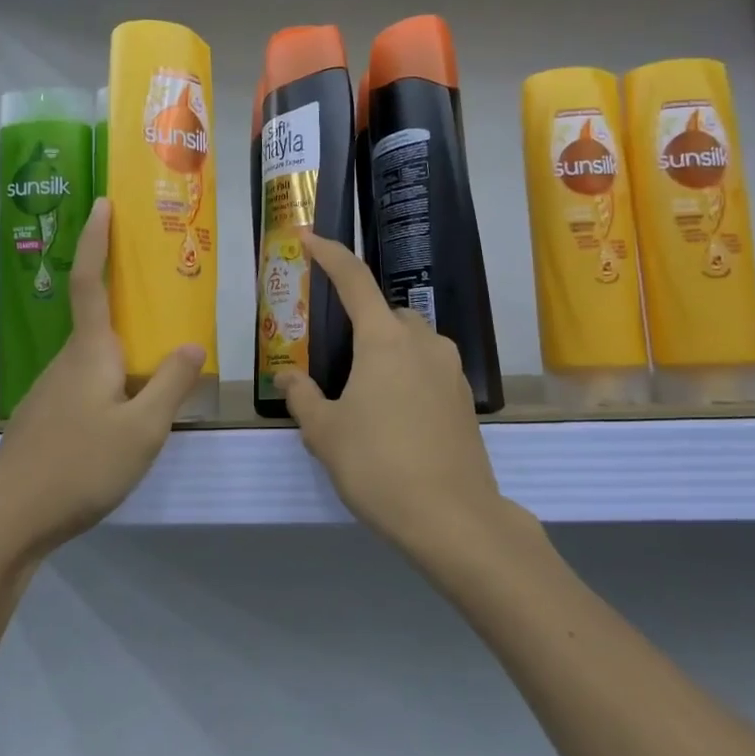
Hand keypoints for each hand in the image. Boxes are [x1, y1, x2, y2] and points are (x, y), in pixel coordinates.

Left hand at [0, 199, 205, 557]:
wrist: (10, 517)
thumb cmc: (80, 465)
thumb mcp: (143, 429)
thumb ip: (170, 385)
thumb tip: (192, 345)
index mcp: (90, 352)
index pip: (92, 281)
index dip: (96, 240)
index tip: (102, 203)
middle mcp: (66, 362)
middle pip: (95, 319)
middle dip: (121, 298)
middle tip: (160, 296)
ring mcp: (49, 392)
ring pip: (92, 359)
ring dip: (119, 350)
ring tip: (154, 365)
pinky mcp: (43, 420)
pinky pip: (83, 385)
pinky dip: (108, 382)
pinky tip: (124, 416)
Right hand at [276, 232, 501, 550]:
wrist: (452, 518)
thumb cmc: (378, 465)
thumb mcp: (325, 432)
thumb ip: (303, 398)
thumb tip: (289, 378)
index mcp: (384, 340)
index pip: (354, 280)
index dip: (329, 254)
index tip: (308, 236)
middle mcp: (422, 343)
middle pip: (388, 312)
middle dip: (363, 320)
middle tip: (337, 356)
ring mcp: (450, 370)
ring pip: (414, 341)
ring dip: (388, 349)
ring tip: (365, 391)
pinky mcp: (465, 400)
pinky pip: (430, 369)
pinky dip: (409, 375)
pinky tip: (394, 415)